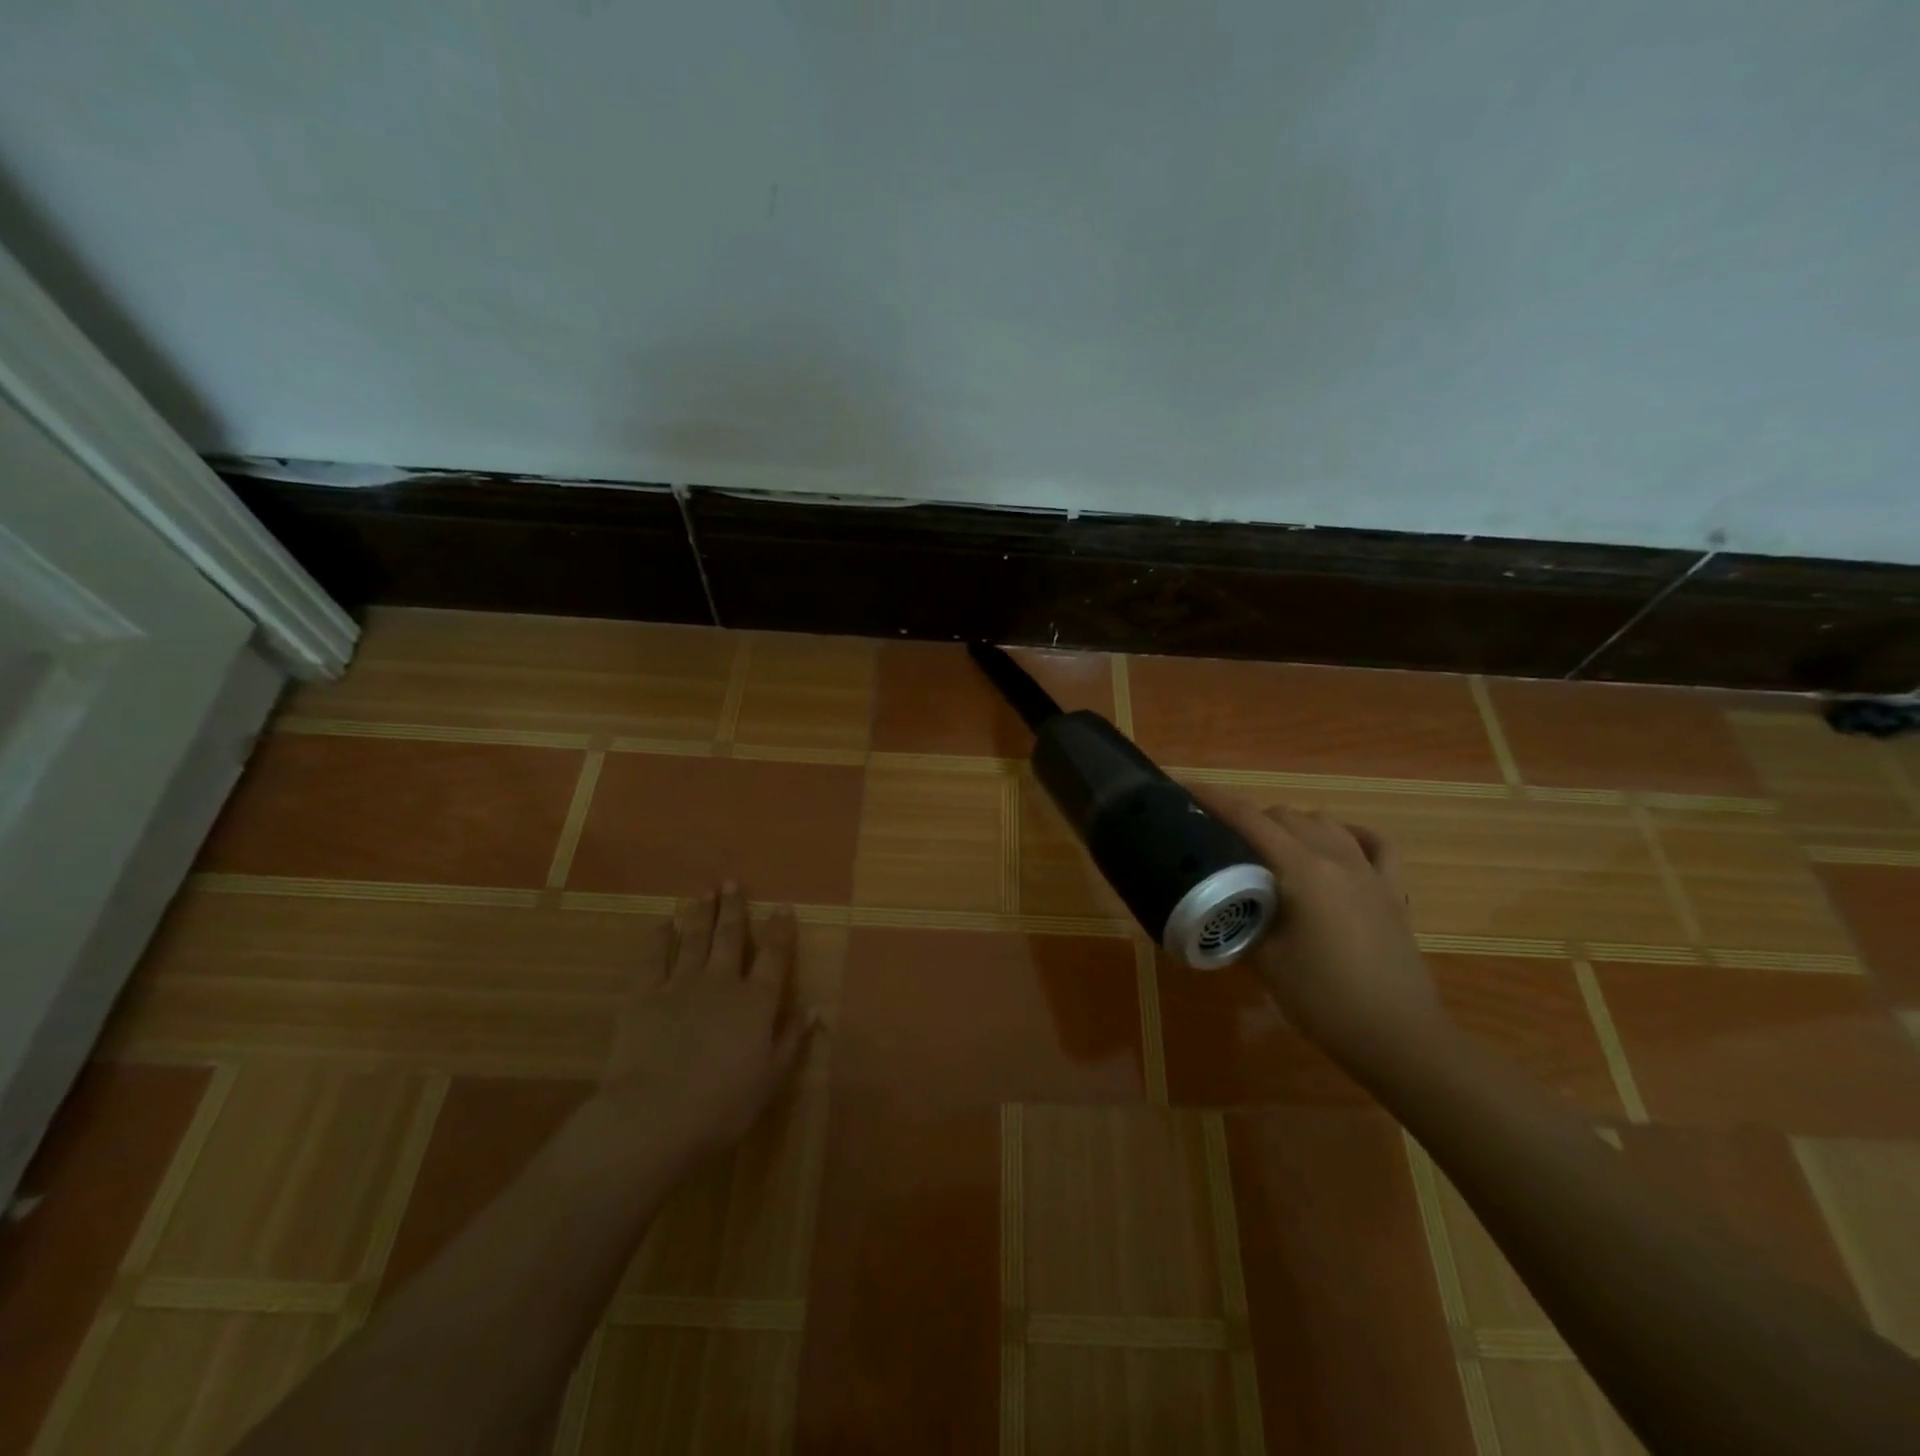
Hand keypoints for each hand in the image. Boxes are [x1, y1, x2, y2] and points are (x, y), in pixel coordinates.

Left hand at [592, 883, 818, 1163]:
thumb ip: (791, 1038)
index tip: (782, 906)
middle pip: (730, 937)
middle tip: (731, 883)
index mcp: (756, 1001)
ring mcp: (680, 984)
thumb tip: (814, 1007)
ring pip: (693, 939)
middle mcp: (721, 982)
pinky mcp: (643, 995)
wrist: (655, 1116)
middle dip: (734, 908)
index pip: (774, 955)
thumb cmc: (722, 1104)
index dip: (780, 929)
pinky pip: (651, 959)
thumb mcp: (770, 1078)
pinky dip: (658, 939)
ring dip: (700, 914)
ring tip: (704, 892)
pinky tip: (662, 925)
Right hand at [1195, 790, 1448, 1074]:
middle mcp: (1336, 858)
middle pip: (1284, 815)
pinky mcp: (1391, 891)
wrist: (1398, 1038)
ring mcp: (1369, 871)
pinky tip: (1337, 843)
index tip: (1183, 788)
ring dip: (1290, 825)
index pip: (1248, 818)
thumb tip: (1217, 903)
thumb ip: (1238, 920)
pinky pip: (1373, 844)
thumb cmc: (1324, 1000)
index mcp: (1302, 870)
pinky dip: (1349, 835)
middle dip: (1247, 818)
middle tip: (1220, 841)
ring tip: (1268, 848)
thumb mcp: (1263, 961)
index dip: (1212, 799)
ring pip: (1322, 822)